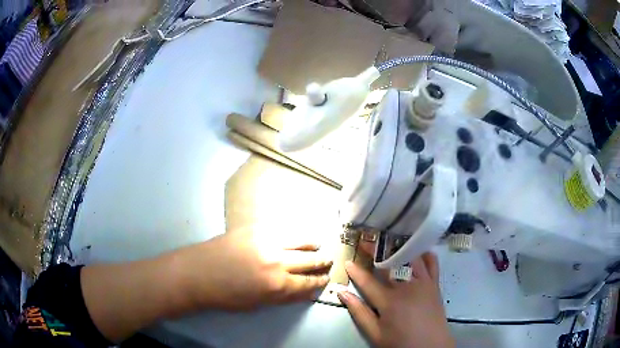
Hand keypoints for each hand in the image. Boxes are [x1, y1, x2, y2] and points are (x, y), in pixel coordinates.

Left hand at [174, 228, 332, 310]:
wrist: (197, 273)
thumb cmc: (226, 295)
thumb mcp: (259, 303)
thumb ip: (284, 296)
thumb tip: (305, 291)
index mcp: (278, 284)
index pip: (309, 282)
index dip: (320, 281)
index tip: (326, 278)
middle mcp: (278, 261)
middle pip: (310, 260)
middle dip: (322, 262)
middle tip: (329, 261)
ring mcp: (267, 241)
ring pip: (300, 240)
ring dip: (312, 244)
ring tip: (318, 245)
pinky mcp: (256, 228)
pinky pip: (283, 229)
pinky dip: (294, 234)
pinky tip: (297, 235)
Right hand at [338, 250, 453, 347]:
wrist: (430, 347)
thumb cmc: (400, 342)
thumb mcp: (375, 333)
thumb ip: (359, 312)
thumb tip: (342, 294)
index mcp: (389, 301)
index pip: (368, 281)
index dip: (356, 271)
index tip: (348, 261)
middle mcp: (407, 287)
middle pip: (389, 264)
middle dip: (376, 252)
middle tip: (367, 242)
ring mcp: (423, 283)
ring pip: (411, 258)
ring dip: (399, 248)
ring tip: (390, 241)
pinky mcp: (435, 284)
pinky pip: (432, 264)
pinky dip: (425, 255)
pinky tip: (418, 251)